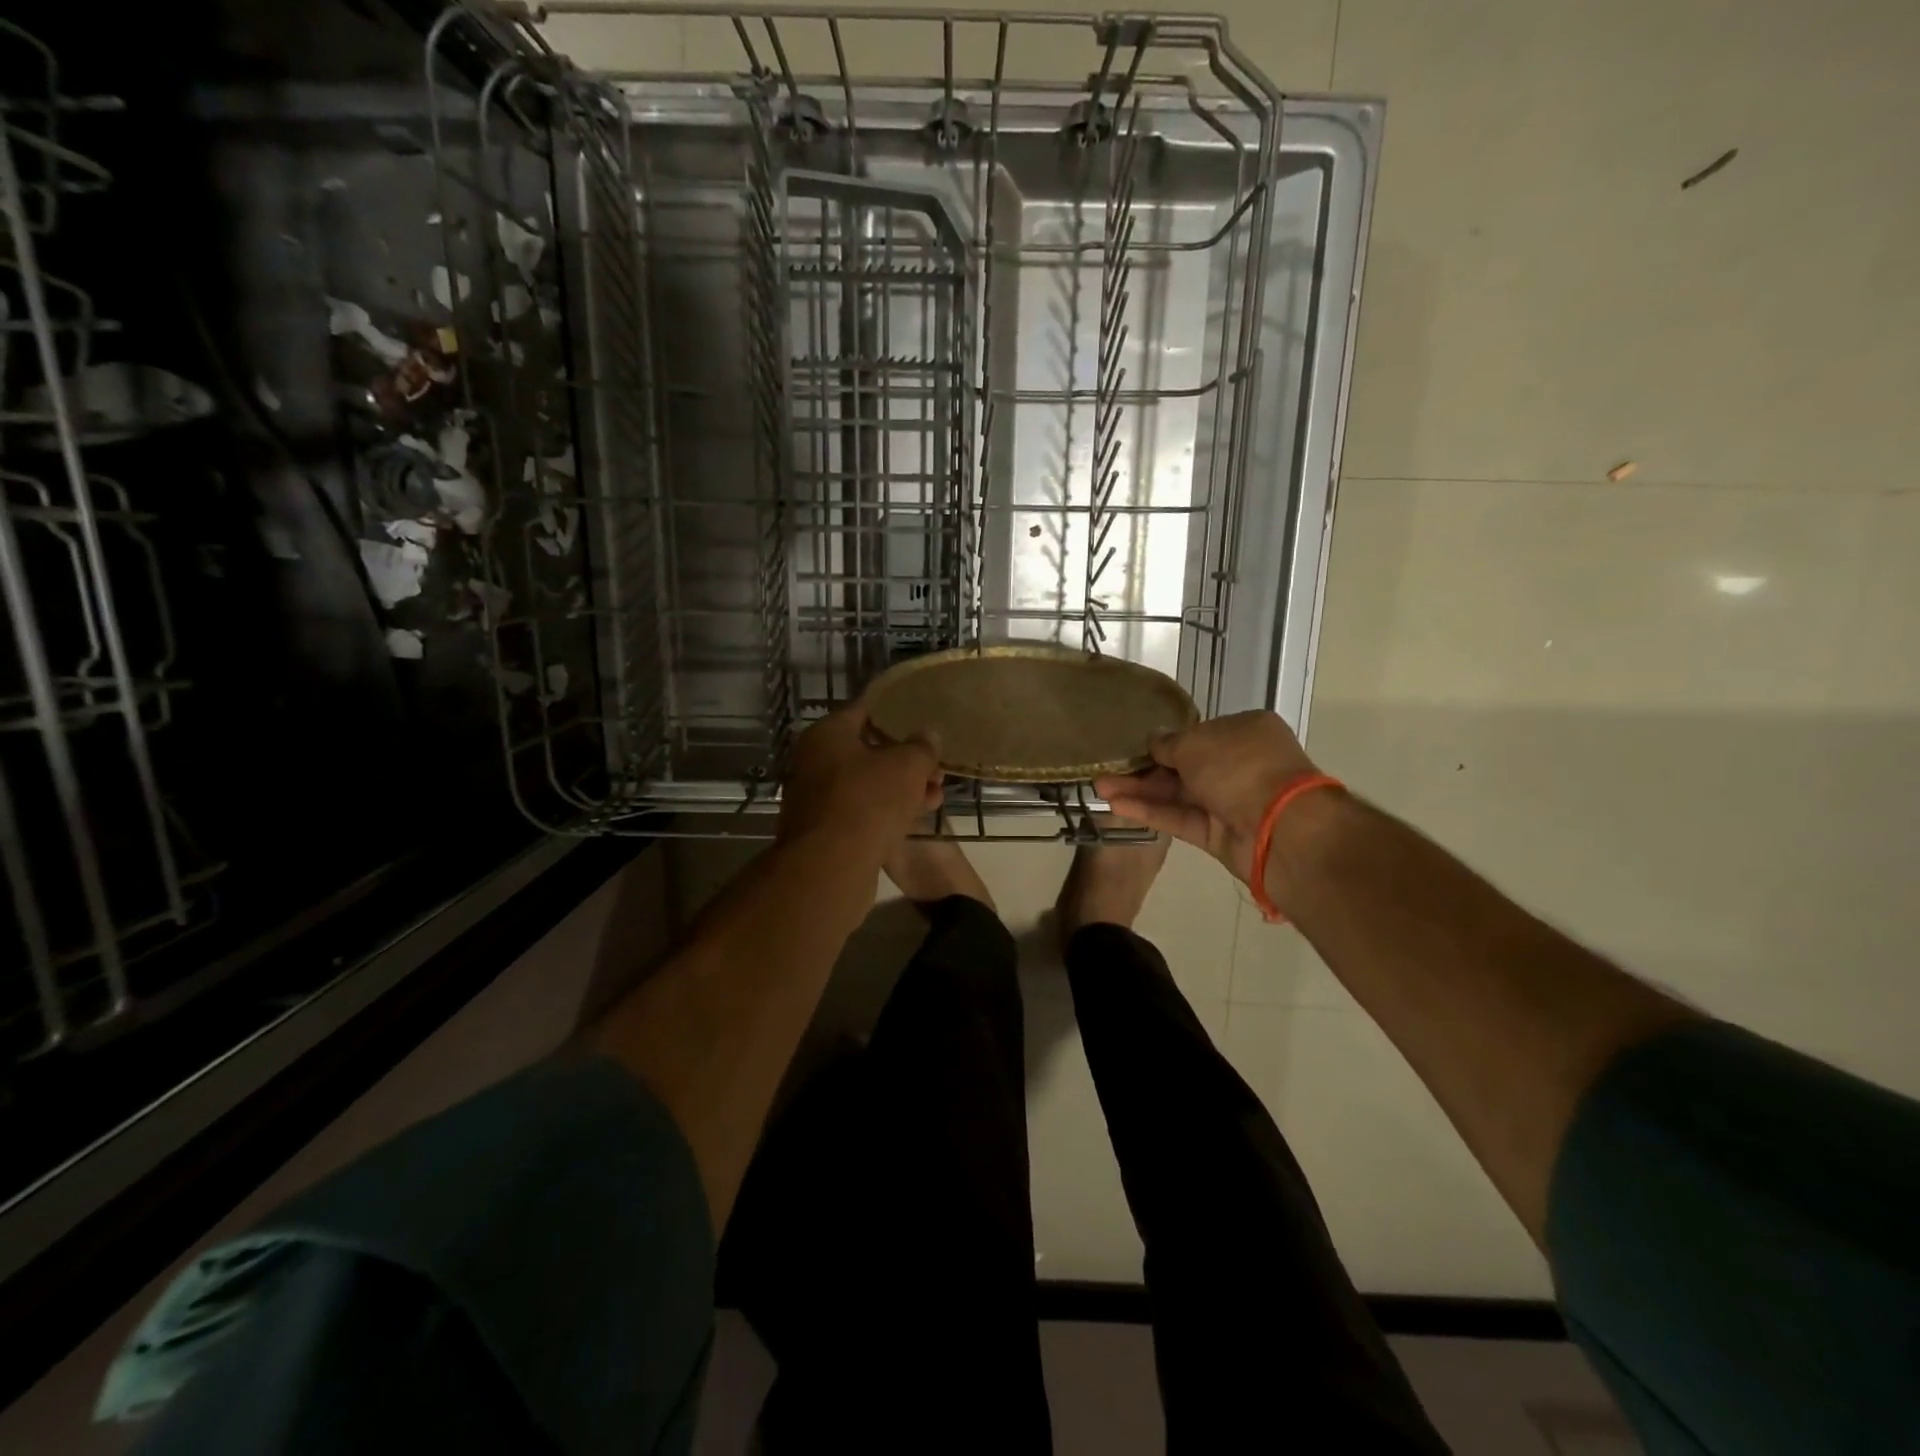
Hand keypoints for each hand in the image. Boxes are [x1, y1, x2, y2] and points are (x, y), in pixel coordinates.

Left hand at [778, 700, 942, 854]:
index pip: (864, 710)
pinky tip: (917, 816)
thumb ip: (922, 746)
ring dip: (902, 787)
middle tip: (936, 767)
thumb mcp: (907, 766)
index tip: (921, 719)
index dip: (896, 713)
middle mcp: (815, 761)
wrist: (830, 867)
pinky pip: (862, 809)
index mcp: (827, 734)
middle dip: (905, 759)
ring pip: (868, 783)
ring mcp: (818, 797)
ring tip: (936, 794)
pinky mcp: (825, 829)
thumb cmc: (868, 800)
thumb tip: (929, 734)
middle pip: (867, 750)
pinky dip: (887, 809)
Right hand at [1094, 711, 1319, 886]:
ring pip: (1178, 794)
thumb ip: (1169, 743)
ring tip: (1100, 788)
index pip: (1199, 734)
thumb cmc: (1240, 767)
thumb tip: (1154, 740)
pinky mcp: (1219, 834)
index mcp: (1245, 731)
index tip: (1134, 747)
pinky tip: (1117, 806)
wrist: (1280, 828)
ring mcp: (1230, 801)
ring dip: (1140, 791)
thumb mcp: (1195, 743)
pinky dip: (1152, 812)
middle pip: (1184, 766)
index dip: (1165, 741)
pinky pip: (1181, 819)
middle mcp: (1240, 764)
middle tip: (1107, 770)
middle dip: (1145, 768)